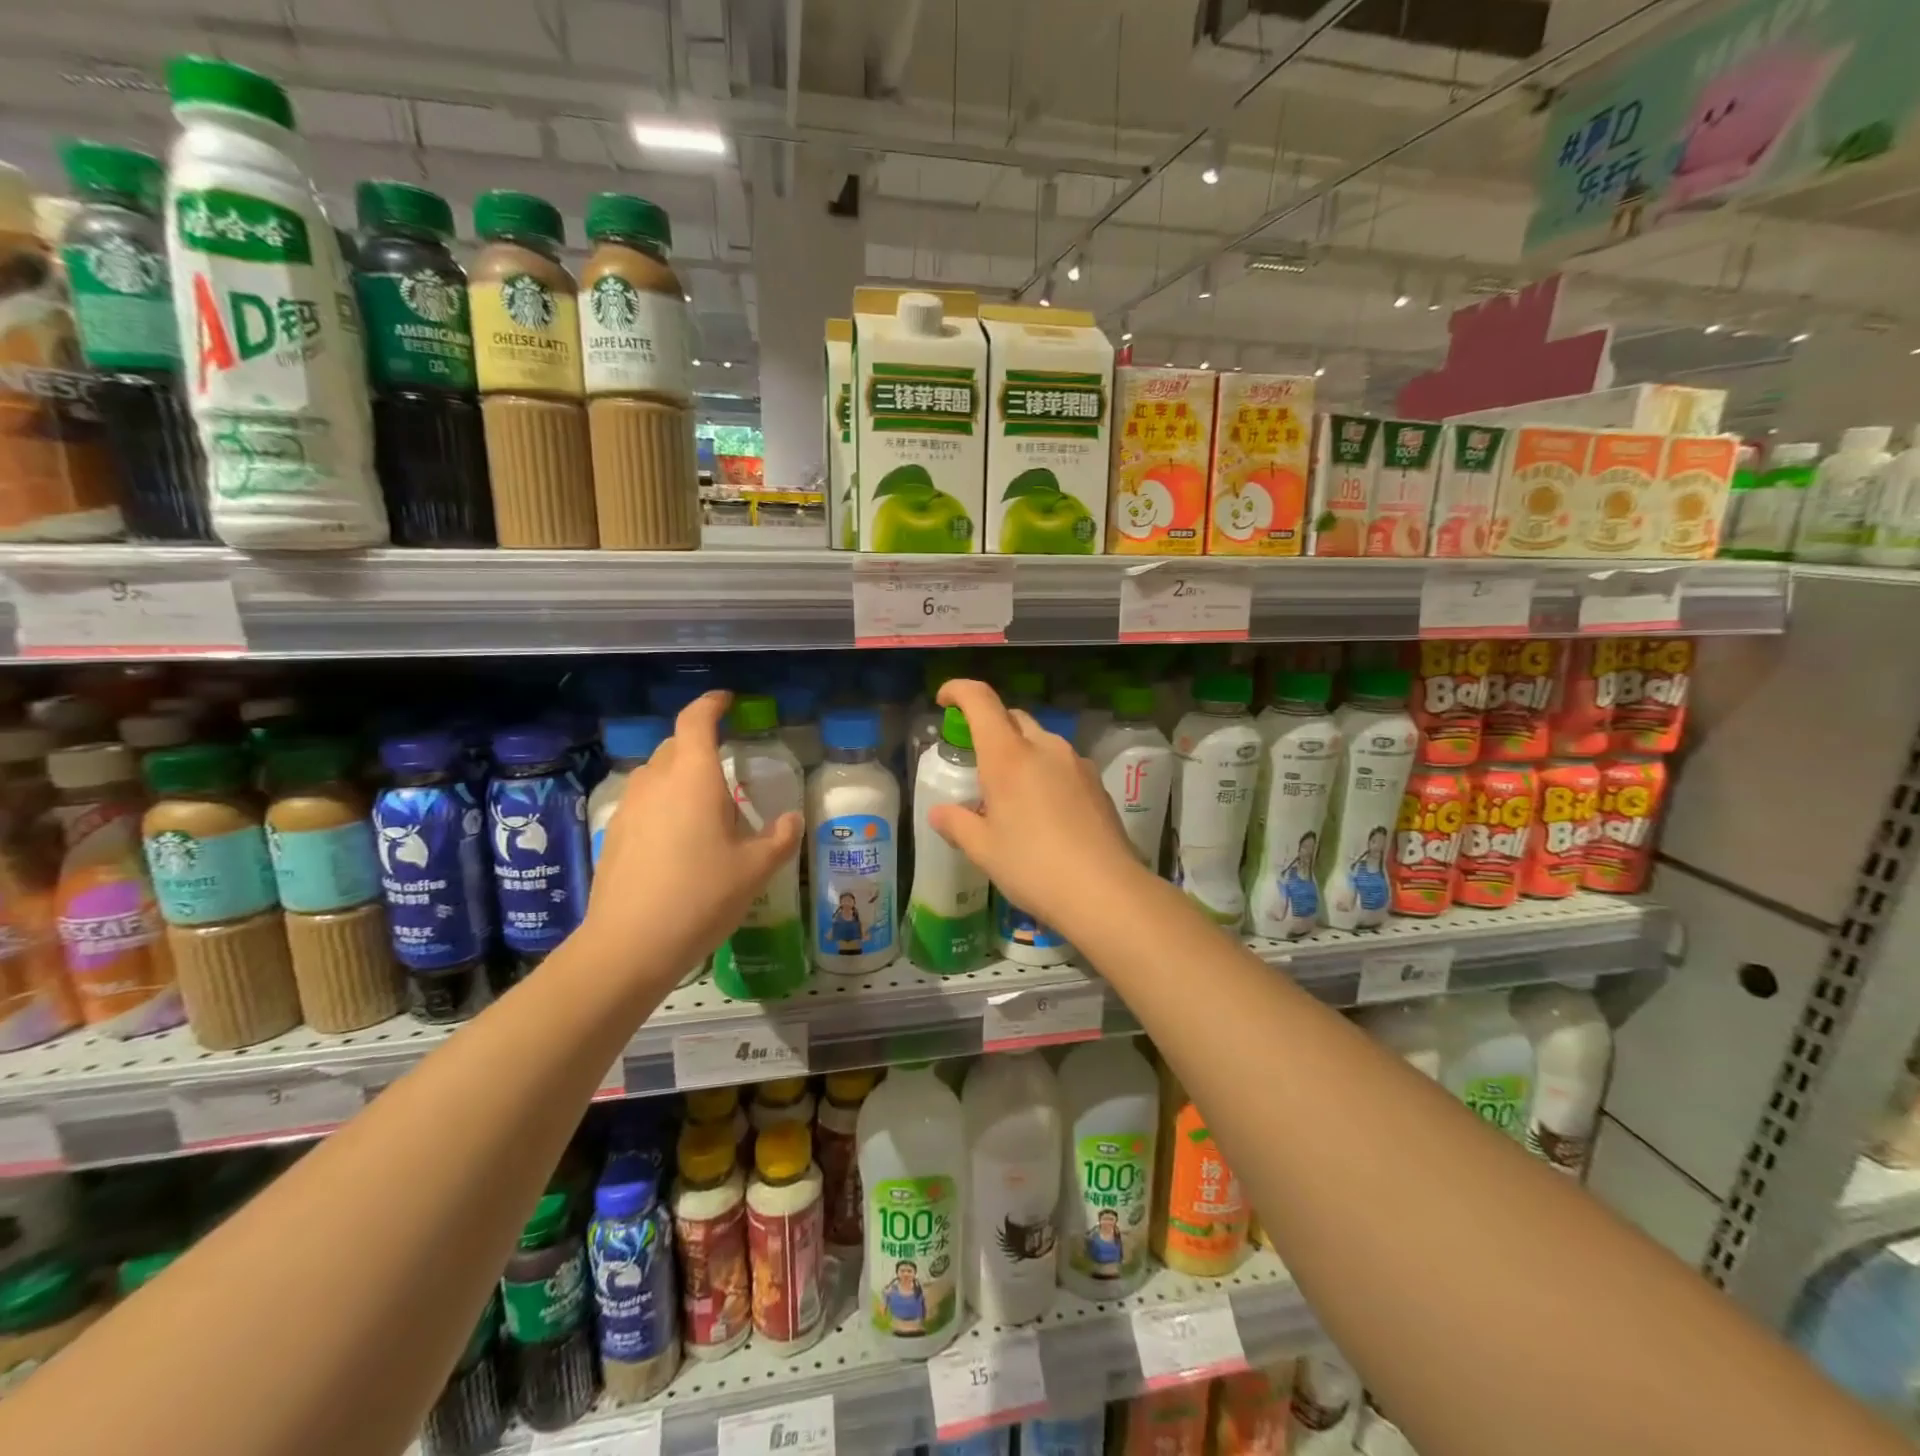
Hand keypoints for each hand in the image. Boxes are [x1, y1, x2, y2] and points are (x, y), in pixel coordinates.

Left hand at [588, 691, 801, 976]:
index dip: (711, 704)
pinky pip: (642, 801)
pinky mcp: (614, 833)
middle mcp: (656, 782)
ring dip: (679, 774)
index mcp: (693, 778)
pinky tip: (677, 837)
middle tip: (726, 764)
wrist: (629, 944)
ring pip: (655, 773)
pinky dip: (662, 802)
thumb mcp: (754, 870)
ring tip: (703, 803)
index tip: (727, 701)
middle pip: (675, 745)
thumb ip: (779, 839)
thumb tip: (792, 820)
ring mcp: (629, 807)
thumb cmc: (700, 896)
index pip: (696, 720)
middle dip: (699, 742)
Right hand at [926, 679, 1146, 938]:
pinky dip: (1044, 771)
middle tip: (975, 759)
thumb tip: (939, 813)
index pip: (981, 700)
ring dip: (1019, 751)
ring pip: (1040, 740)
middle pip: (1012, 717)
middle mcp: (1045, 747)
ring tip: (1010, 792)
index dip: (959, 690)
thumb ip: (957, 824)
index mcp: (1008, 756)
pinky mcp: (1097, 783)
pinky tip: (1043, 810)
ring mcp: (1076, 763)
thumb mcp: (984, 850)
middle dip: (989, 726)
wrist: (1106, 892)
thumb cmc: (1033, 867)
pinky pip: (1062, 763)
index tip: (945, 701)